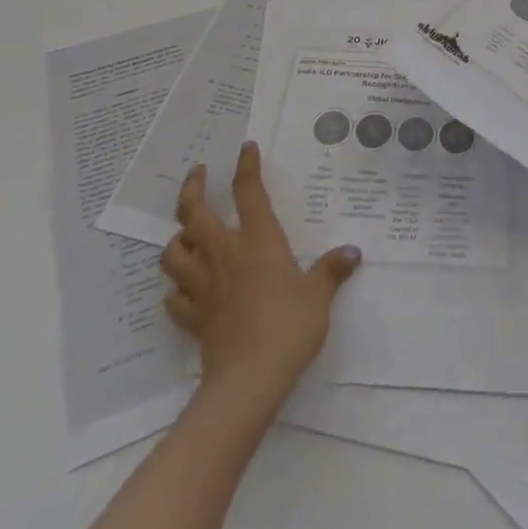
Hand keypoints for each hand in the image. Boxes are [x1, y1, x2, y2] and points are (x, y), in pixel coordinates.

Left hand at [161, 142, 361, 409]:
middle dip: (193, 189)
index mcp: (258, 242)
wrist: (249, 380)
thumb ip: (332, 270)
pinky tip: (185, 291)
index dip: (246, 167)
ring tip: (186, 233)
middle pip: (194, 214)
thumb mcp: (319, 295)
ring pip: (174, 253)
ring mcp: (204, 287)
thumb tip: (353, 252)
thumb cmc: (289, 326)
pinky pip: (175, 299)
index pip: (249, 193)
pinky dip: (177, 290)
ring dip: (177, 239)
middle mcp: (225, 255)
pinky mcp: (194, 319)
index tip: (245, 148)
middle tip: (198, 173)